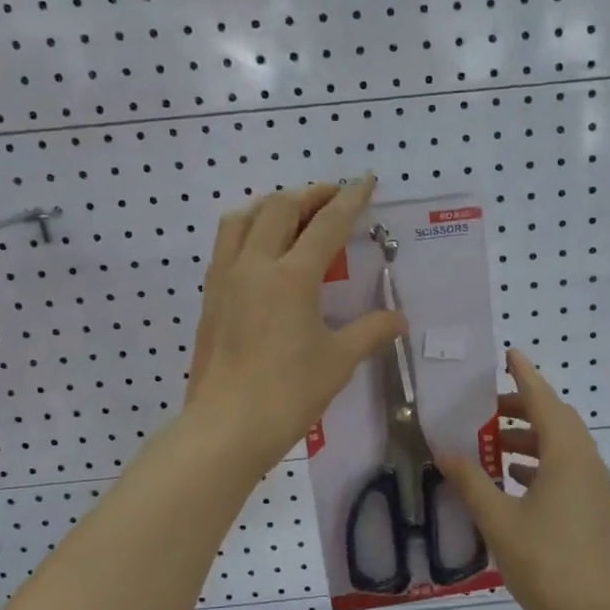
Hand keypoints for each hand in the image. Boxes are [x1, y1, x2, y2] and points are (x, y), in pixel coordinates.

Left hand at [184, 179, 404, 471]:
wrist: (226, 427)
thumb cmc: (289, 394)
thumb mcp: (338, 361)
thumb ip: (370, 331)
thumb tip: (399, 319)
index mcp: (291, 278)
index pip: (326, 225)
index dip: (349, 200)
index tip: (364, 182)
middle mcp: (254, 266)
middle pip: (279, 208)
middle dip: (309, 195)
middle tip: (331, 198)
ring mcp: (225, 279)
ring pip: (242, 219)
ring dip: (270, 206)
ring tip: (291, 215)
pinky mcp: (210, 298)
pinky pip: (225, 245)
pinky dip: (246, 231)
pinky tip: (260, 251)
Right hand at [440, 349, 609, 609]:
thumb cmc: (545, 562)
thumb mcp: (498, 520)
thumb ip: (471, 481)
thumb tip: (445, 452)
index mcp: (567, 456)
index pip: (544, 401)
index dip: (525, 375)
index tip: (509, 354)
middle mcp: (587, 463)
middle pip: (556, 420)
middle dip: (523, 409)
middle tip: (487, 410)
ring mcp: (596, 488)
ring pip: (562, 447)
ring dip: (530, 439)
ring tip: (493, 446)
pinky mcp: (596, 510)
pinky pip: (568, 470)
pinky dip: (541, 464)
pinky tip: (514, 481)